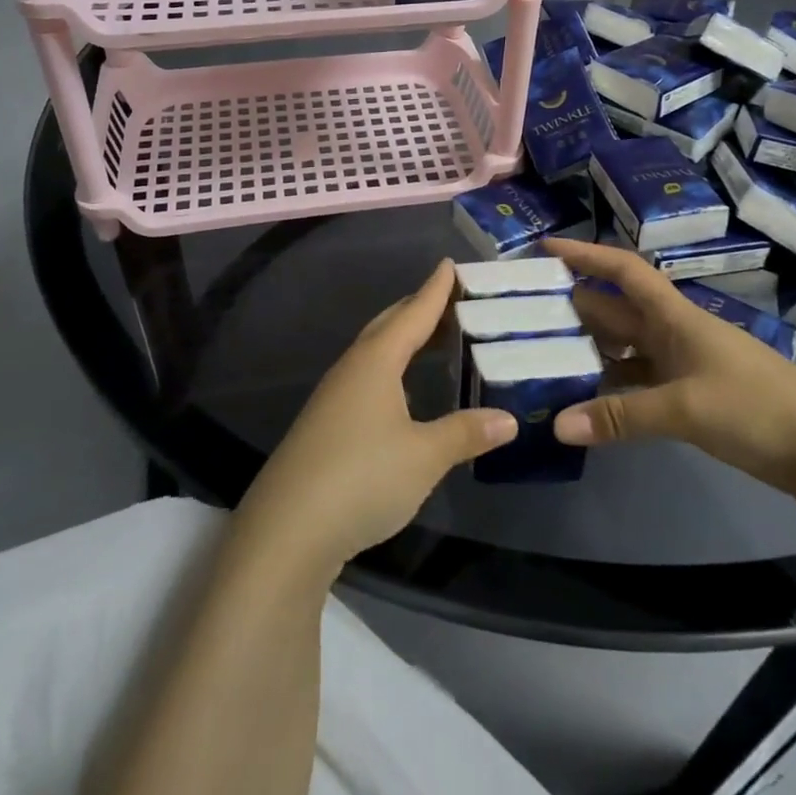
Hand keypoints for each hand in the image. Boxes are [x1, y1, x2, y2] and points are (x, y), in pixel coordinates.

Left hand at [233, 260, 516, 578]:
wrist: (287, 530)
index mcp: (376, 362)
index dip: (435, 290)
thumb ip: (465, 433)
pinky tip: (399, 390)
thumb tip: (508, 420)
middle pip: (388, 325)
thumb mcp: (424, 456)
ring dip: (402, 339)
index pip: (413, 314)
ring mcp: (333, 397)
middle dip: (418, 308)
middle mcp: (352, 369)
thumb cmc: (362, 478)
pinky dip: (390, 368)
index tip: (450, 264)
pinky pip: (365, 377)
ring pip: (374, 352)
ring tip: (430, 338)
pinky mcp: (325, 425)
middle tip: (449, 299)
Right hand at [545, 239, 795, 508]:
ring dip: (589, 347)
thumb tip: (557, 425)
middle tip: (524, 309)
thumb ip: (620, 416)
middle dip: (574, 304)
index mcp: (675, 316)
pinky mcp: (691, 393)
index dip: (585, 255)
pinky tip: (586, 398)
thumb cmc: (756, 408)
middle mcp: (674, 331)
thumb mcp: (685, 409)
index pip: (623, 271)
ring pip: (625, 346)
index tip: (545, 247)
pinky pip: (639, 379)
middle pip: (616, 308)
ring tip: (542, 352)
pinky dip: (612, 385)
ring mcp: (683, 363)